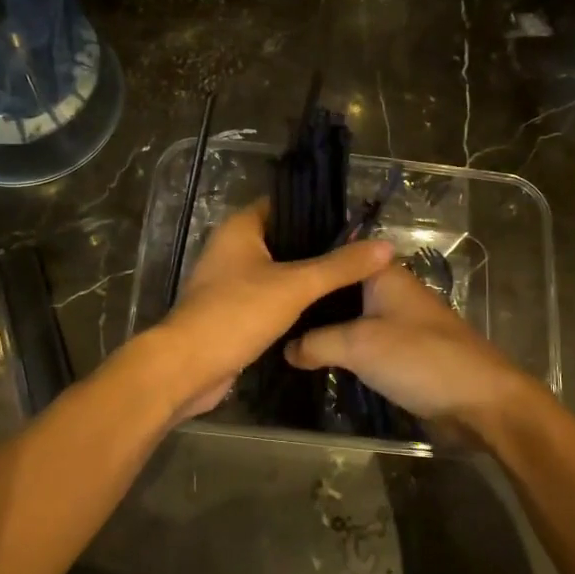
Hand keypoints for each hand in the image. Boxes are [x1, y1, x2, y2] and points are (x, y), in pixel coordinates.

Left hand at [147, 202, 393, 420]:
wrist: (188, 367)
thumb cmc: (237, 313)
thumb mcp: (295, 286)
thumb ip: (340, 266)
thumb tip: (385, 246)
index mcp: (240, 229)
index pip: (283, 206)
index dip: (317, 211)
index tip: (354, 222)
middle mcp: (232, 249)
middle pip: (283, 239)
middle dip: (318, 247)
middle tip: (361, 253)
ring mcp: (230, 282)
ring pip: (277, 271)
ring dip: (307, 277)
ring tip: (351, 279)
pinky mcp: (233, 312)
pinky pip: (269, 298)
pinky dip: (293, 301)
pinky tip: (324, 309)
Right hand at [284, 263, 540, 438]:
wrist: (480, 401)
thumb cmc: (419, 359)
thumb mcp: (358, 345)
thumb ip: (316, 342)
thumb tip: (285, 348)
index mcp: (382, 273)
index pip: (335, 254)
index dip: (303, 261)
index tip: (267, 273)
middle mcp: (389, 290)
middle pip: (339, 288)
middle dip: (308, 300)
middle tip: (266, 310)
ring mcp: (397, 321)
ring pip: (349, 317)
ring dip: (323, 328)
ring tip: (278, 333)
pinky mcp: (402, 351)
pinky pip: (362, 342)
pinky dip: (341, 348)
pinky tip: (312, 358)